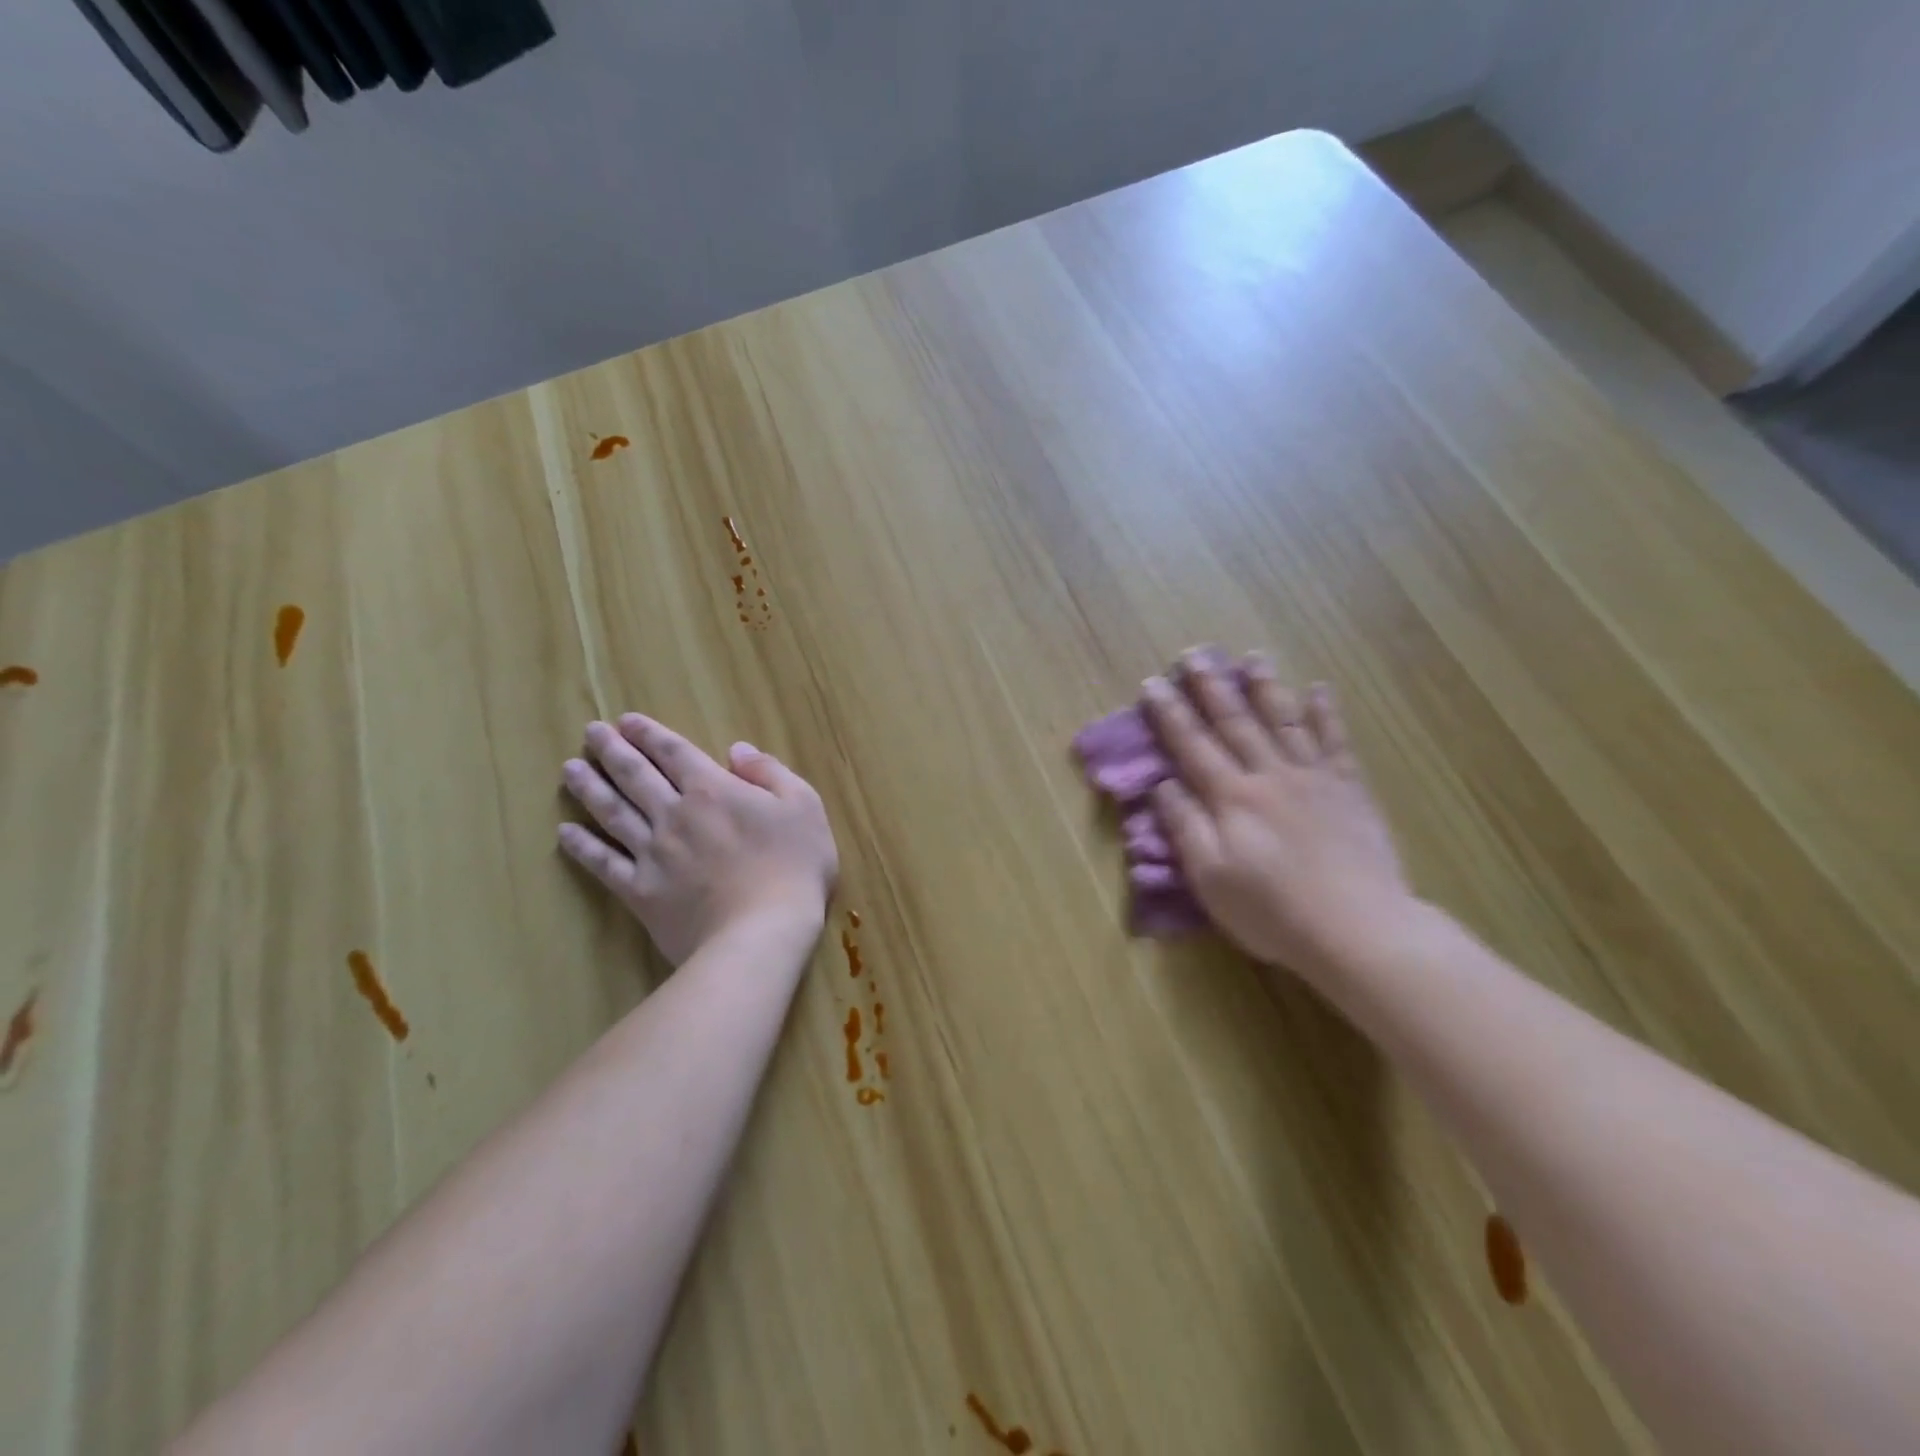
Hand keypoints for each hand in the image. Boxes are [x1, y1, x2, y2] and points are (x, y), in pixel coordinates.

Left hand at [558, 715, 837, 965]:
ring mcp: (652, 853)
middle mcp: (674, 814)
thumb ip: (769, 772)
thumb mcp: (803, 806)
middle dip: (612, 750)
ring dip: (589, 788)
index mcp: (712, 789)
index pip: (674, 752)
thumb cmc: (793, 866)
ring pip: (612, 813)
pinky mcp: (641, 892)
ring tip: (569, 769)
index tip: (626, 721)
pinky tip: (565, 834)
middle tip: (591, 732)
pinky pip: (604, 865)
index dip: (649, 734)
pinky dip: (582, 848)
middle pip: (635, 776)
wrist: (762, 933)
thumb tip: (736, 749)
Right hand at [1141, 652, 1411, 979]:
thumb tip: (1162, 784)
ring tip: (1252, 657)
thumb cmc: (1272, 910)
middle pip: (1235, 722)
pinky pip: (1336, 743)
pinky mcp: (1350, 791)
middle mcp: (1269, 775)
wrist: (1358, 929)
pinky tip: (1318, 690)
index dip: (1169, 713)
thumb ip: (1185, 826)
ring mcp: (1313, 779)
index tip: (1152, 683)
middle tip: (1196, 654)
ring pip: (1284, 722)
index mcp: (1231, 797)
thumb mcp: (1210, 878)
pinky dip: (1326, 714)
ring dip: (1265, 687)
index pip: (1192, 745)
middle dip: (1211, 687)